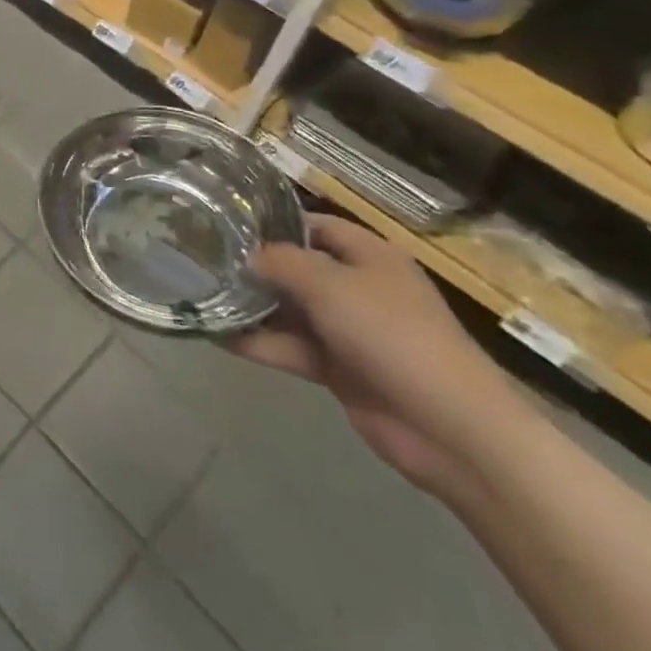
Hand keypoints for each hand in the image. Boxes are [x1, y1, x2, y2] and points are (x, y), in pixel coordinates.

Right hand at [226, 213, 526, 495]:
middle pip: (297, 267)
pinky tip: (218, 336)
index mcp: (369, 256)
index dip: (274, 221)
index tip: (227, 222)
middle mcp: (358, 286)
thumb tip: (247, 256)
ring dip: (251, 306)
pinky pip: (291, 347)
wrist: (450, 429)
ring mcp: (349, 330)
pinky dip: (260, 343)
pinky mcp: (339, 368)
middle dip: (254, 265)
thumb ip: (281, 262)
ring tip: (201, 295)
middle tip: (202, 259)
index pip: (314, 225)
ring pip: (290, 309)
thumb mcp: (330, 284)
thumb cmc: (392, 335)